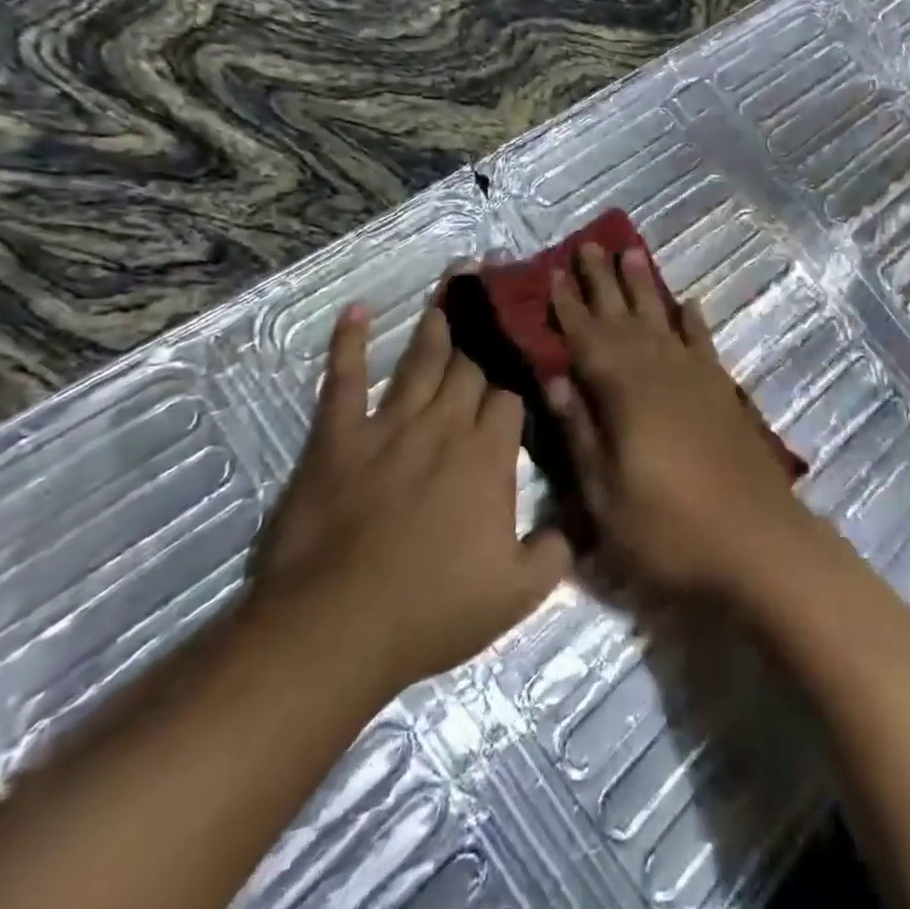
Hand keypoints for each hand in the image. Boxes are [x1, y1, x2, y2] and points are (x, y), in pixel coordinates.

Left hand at [248, 295, 569, 701]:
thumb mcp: (515, 595)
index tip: (527, 353)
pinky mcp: (338, 437)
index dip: (519, 376)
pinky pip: (344, 380)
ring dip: (439, 321)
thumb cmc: (431, 611)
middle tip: (499, 283)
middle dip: (488, 327)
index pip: (510, 397)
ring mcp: (389, 426)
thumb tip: (575, 527)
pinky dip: (349, 344)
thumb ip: (554, 554)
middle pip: (471, 366)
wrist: (335, 628)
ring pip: (421, 361)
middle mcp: (444, 426)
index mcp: (488, 456)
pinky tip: (356, 312)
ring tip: (454, 281)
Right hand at [546, 244, 811, 601]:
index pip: (586, 339)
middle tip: (588, 244)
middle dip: (603, 281)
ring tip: (632, 252)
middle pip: (624, 316)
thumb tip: (556, 380)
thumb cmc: (670, 532)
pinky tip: (687, 303)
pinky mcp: (722, 392)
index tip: (553, 273)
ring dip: (644, 287)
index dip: (568, 307)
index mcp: (625, 393)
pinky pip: (703, 342)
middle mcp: (660, 372)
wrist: (760, 545)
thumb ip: (580, 434)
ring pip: (662, 319)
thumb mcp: (605, 498)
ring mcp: (696, 378)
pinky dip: (692, 321)